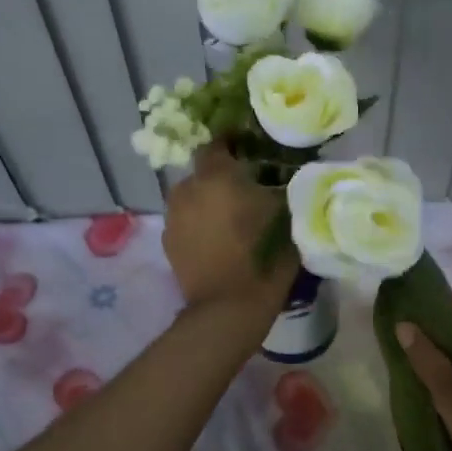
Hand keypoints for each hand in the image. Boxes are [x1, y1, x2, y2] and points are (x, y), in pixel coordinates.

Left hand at [162, 145, 298, 309]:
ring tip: (230, 217)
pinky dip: (198, 223)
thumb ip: (278, 185)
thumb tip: (279, 173)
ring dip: (208, 201)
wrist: (229, 307)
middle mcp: (187, 188)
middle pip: (204, 172)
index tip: (250, 151)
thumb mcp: (284, 213)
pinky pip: (185, 220)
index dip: (233, 144)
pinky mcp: (167, 241)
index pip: (217, 143)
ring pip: (192, 196)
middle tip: (246, 189)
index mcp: (216, 175)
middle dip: (221, 177)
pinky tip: (217, 239)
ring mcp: (172, 216)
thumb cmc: (263, 256)